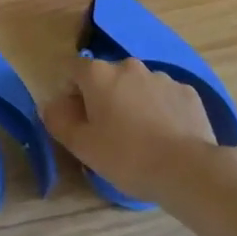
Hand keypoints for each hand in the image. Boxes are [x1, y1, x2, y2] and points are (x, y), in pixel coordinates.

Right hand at [43, 56, 216, 201]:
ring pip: (137, 86)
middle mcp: (129, 66)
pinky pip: (164, 97)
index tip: (75, 118)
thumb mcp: (82, 146)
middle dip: (102, 97)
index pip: (72, 68)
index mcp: (99, 74)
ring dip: (132, 102)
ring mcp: (162, 76)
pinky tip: (165, 136)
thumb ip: (58, 121)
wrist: (187, 169)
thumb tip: (49, 105)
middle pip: (106, 76)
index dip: (69, 91)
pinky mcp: (187, 92)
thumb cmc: (126, 156)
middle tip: (106, 131)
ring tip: (140, 137)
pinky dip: (160, 110)